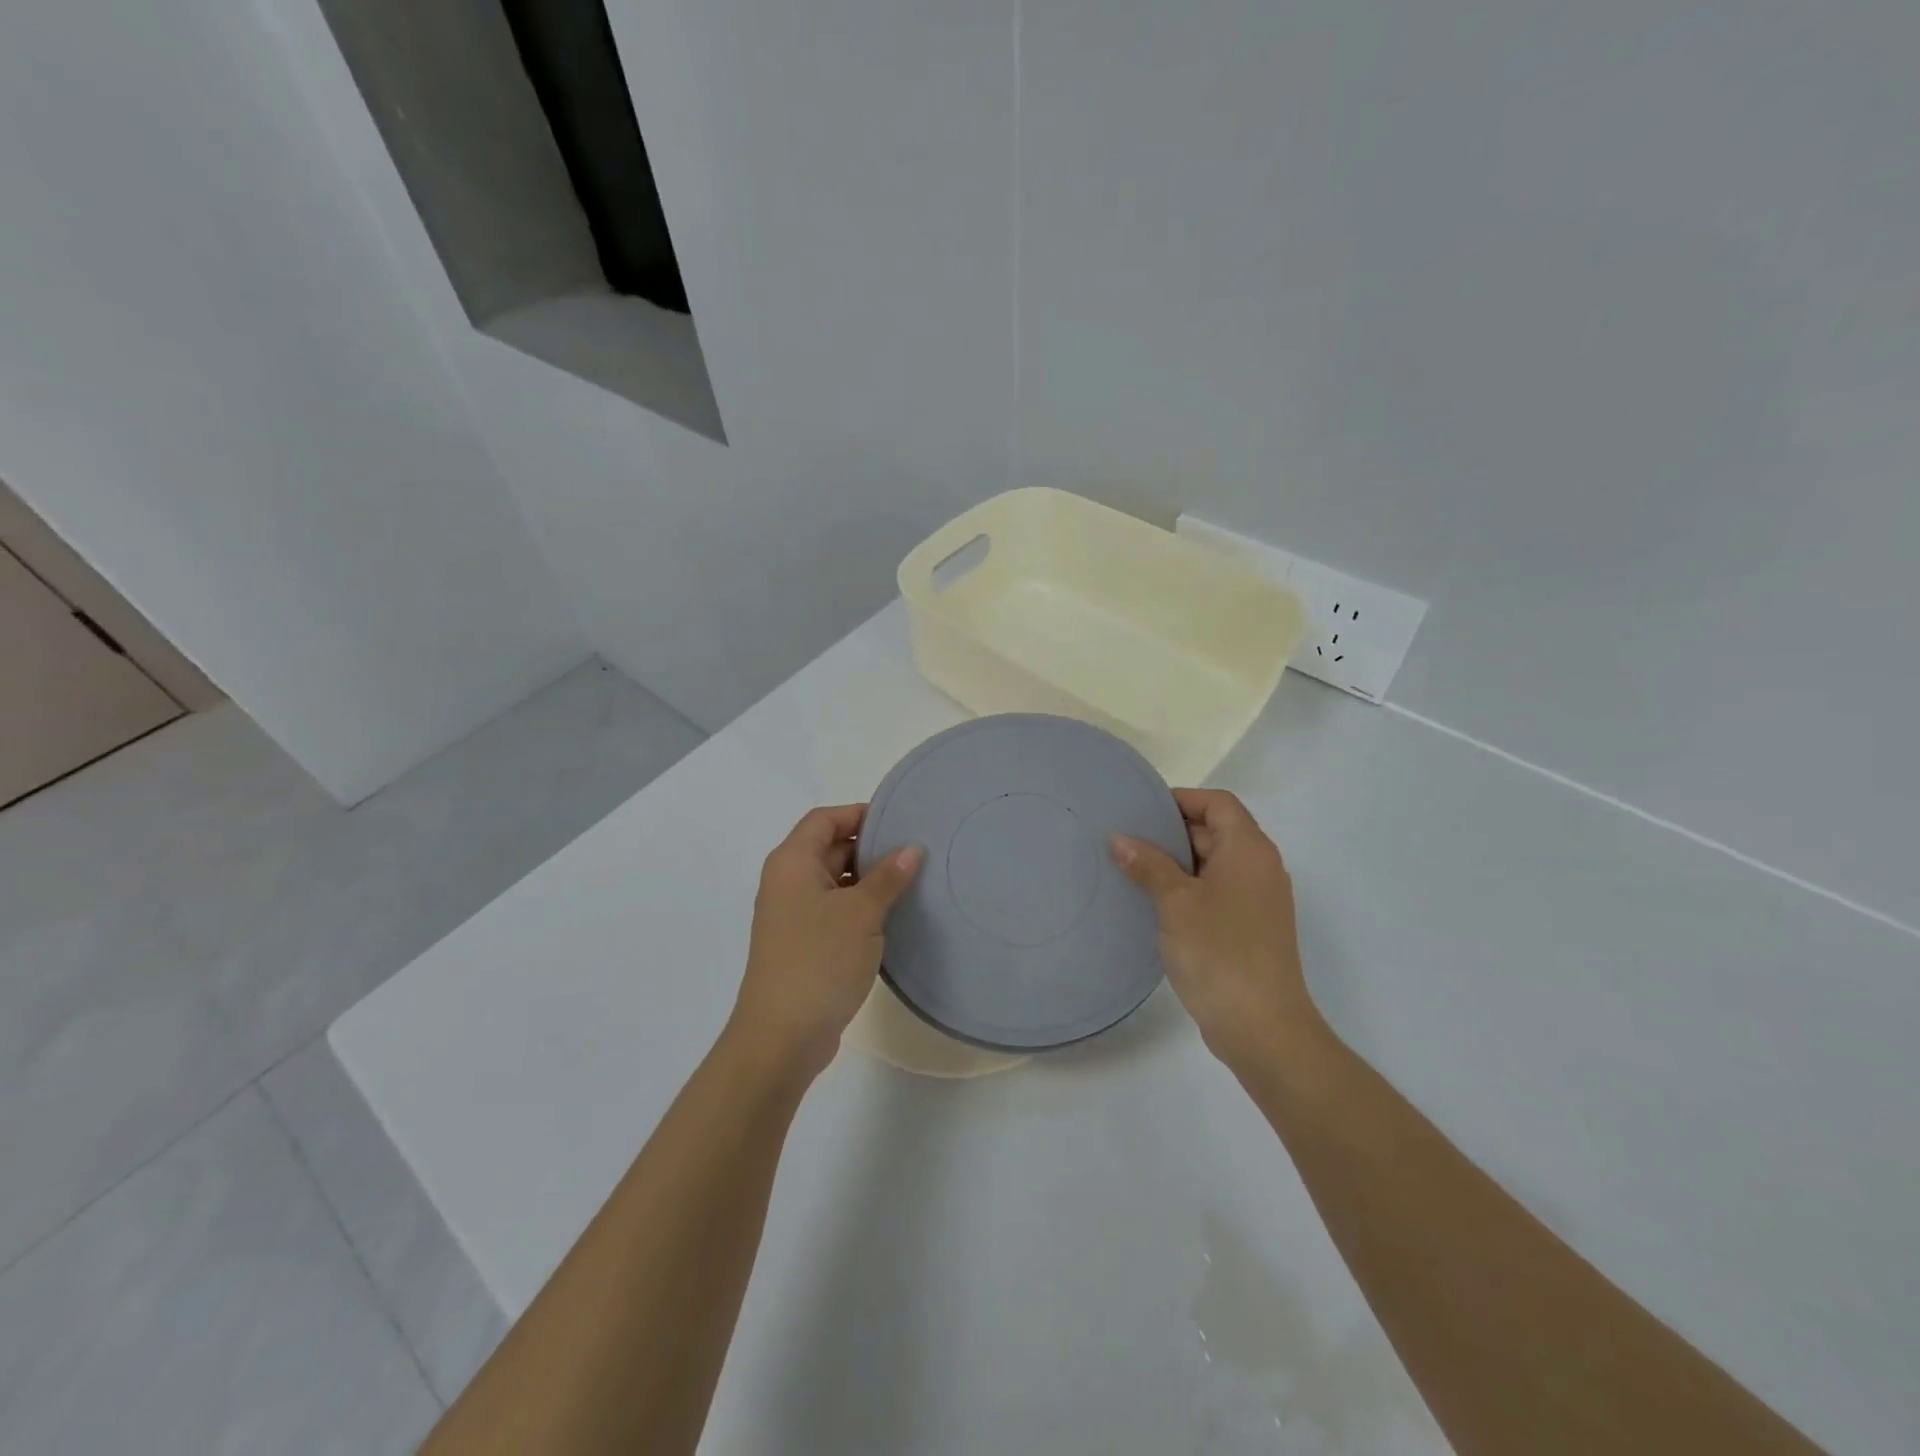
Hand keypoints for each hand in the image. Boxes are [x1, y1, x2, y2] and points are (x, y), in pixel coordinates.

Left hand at [728, 804, 923, 1080]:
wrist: (781, 1036)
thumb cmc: (819, 961)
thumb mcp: (861, 913)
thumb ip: (887, 877)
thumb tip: (911, 849)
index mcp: (792, 862)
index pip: (825, 819)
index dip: (860, 814)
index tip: (900, 821)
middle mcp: (787, 881)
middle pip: (830, 847)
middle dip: (870, 847)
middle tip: (915, 851)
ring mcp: (793, 915)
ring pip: (835, 881)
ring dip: (868, 880)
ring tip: (912, 882)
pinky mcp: (803, 943)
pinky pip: (834, 909)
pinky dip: (860, 906)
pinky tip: (892, 916)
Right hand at [1111, 788, 1317, 1069]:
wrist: (1262, 1027)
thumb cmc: (1220, 952)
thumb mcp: (1175, 902)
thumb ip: (1148, 865)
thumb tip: (1119, 838)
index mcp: (1249, 850)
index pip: (1218, 803)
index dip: (1181, 800)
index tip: (1141, 810)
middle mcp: (1260, 868)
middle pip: (1215, 832)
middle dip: (1171, 832)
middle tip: (1126, 840)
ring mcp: (1257, 901)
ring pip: (1212, 865)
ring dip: (1175, 864)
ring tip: (1131, 869)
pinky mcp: (1249, 929)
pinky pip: (1215, 893)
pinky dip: (1186, 890)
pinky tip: (1153, 904)